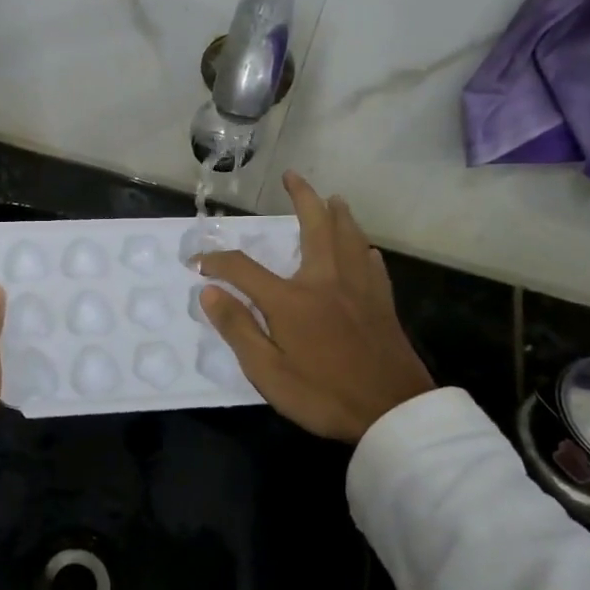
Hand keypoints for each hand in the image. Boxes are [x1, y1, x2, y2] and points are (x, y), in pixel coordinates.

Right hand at [199, 172, 433, 443]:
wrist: (393, 413)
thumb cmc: (323, 395)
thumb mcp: (268, 372)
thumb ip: (238, 328)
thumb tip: (209, 291)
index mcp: (292, 299)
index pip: (243, 268)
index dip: (215, 262)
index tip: (196, 263)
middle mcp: (326, 281)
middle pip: (315, 227)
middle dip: (302, 198)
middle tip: (292, 177)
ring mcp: (359, 290)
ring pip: (350, 238)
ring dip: (339, 214)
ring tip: (334, 198)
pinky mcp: (382, 305)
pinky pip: (373, 266)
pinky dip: (365, 250)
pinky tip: (366, 250)